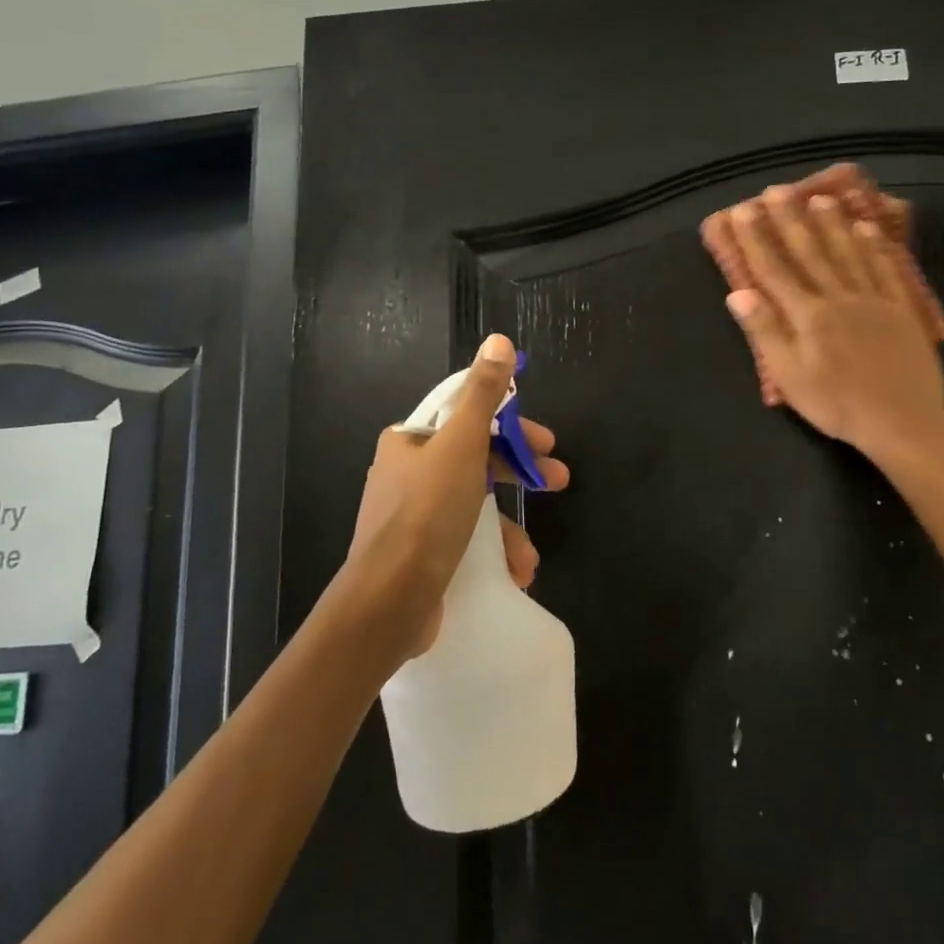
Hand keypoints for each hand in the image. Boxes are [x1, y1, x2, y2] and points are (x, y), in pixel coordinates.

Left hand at [341, 333, 569, 666]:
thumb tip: (498, 340)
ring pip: (474, 505)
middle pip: (476, 459)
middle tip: (556, 481)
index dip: (511, 425)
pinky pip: (465, 541)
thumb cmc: (426, 514)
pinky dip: (492, 552)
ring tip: (530, 553)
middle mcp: (407, 474)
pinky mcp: (420, 556)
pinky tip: (513, 571)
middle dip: (519, 472)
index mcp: (409, 441)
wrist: (387, 603)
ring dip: (509, 526)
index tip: (545, 441)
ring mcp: (412, 518)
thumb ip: (483, 395)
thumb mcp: (462, 445)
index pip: (468, 416)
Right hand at [721, 186, 943, 464]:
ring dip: (833, 224)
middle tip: (778, 190)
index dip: (757, 239)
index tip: (742, 211)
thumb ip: (765, 332)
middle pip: (811, 252)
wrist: (903, 422)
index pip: (775, 269)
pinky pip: (886, 269)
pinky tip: (868, 228)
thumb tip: (738, 293)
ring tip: (821, 197)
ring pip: (849, 252)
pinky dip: (876, 246)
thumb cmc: (837, 404)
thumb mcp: (790, 376)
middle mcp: (839, 297)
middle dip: (791, 220)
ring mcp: (874, 300)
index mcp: (808, 315)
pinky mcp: (901, 309)